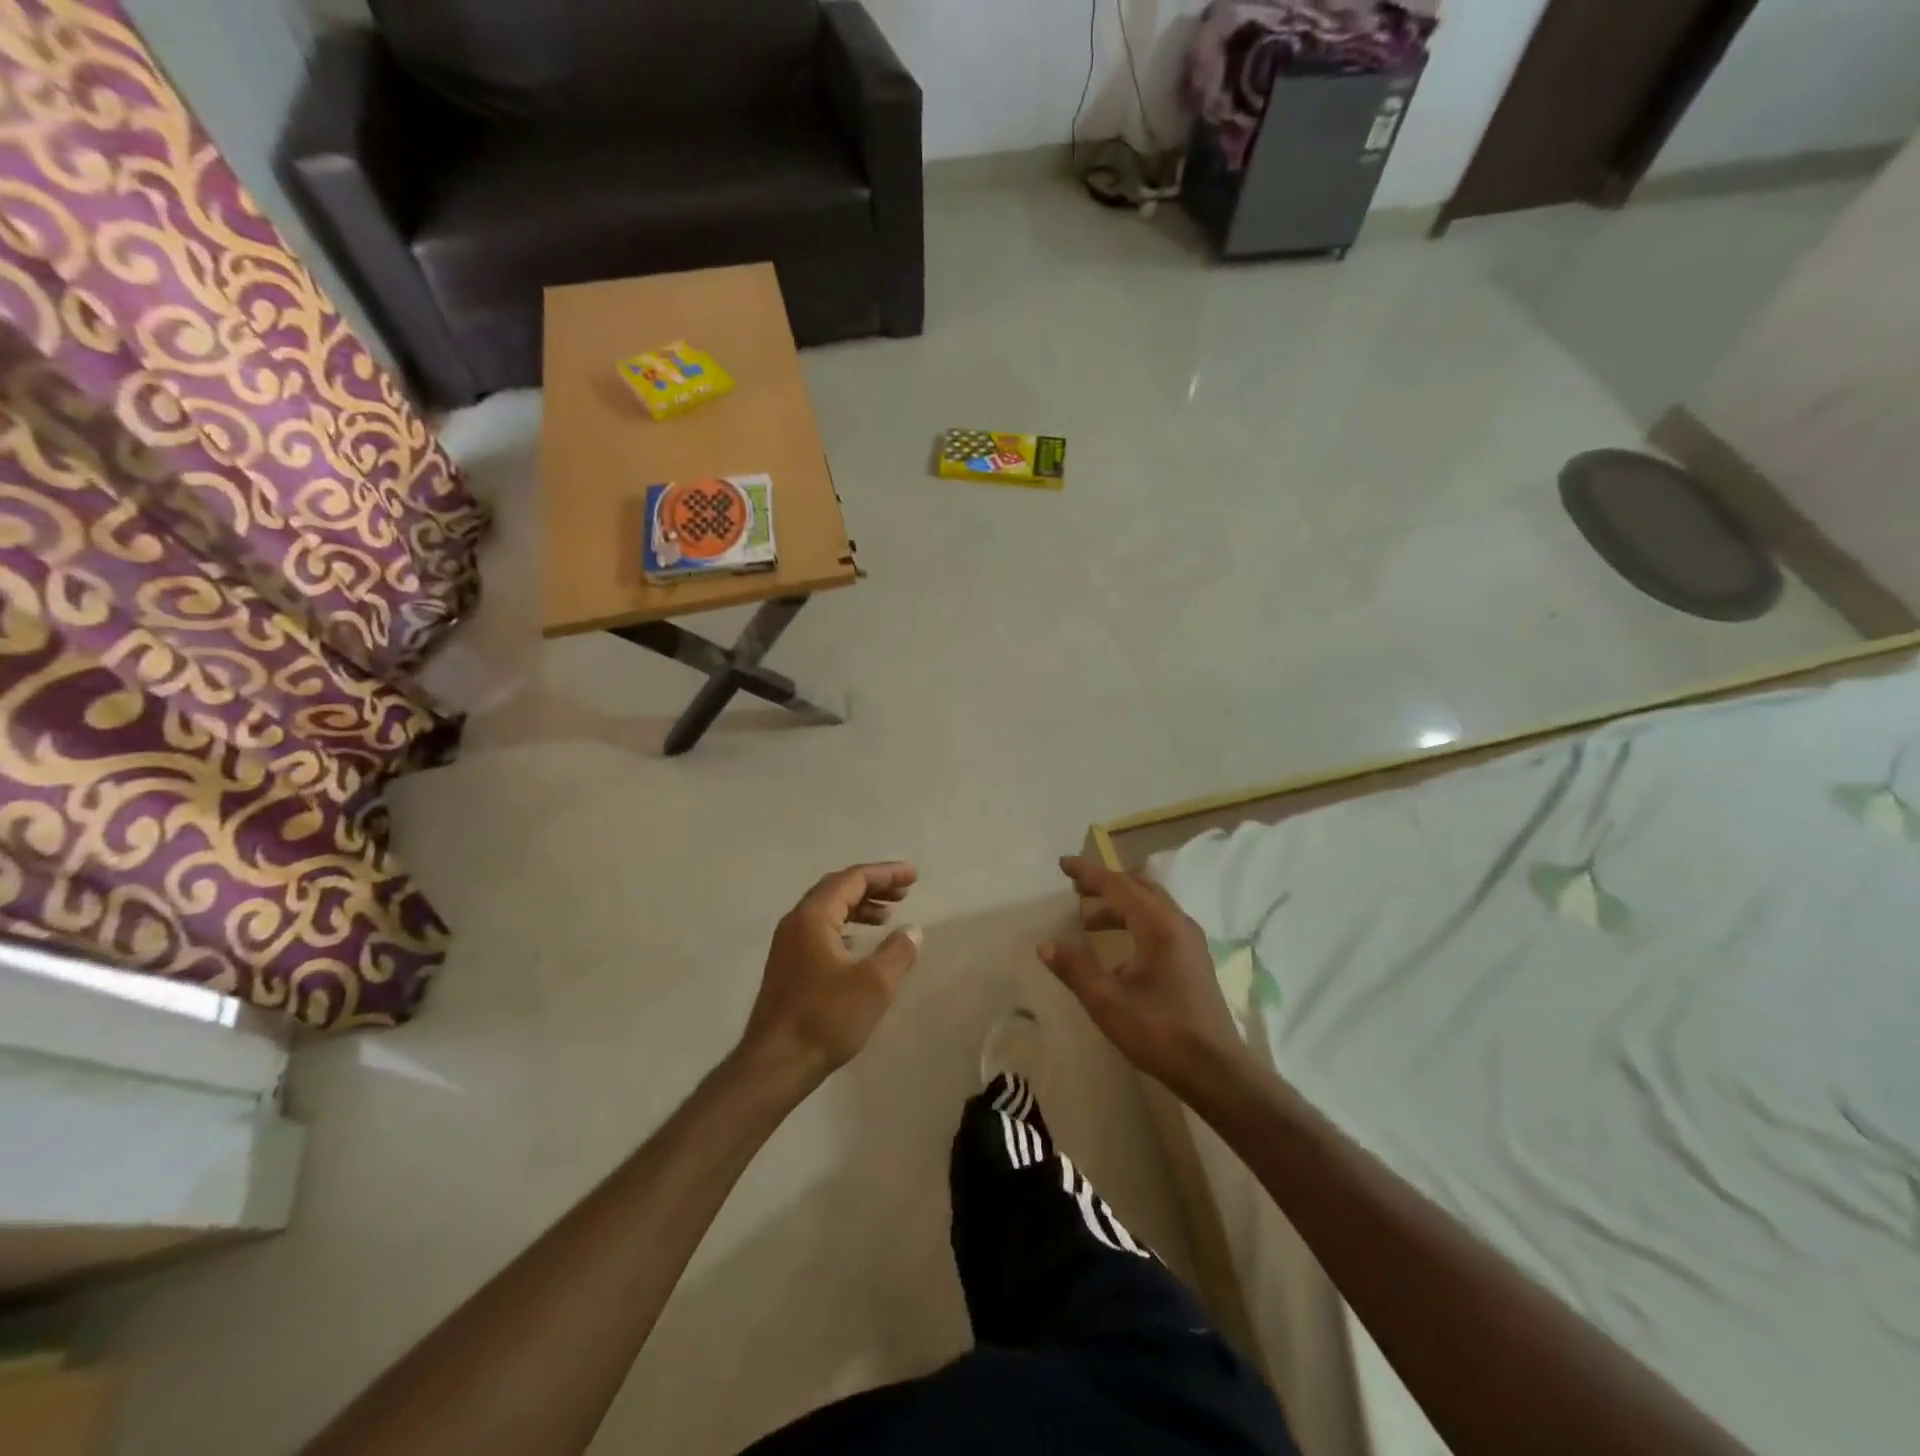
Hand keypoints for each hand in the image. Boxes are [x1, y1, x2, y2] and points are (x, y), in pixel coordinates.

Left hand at [740, 863, 921, 1088]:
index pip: (853, 879)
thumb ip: (898, 951)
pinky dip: (845, 927)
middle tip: (904, 892)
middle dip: (873, 886)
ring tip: (887, 917)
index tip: (914, 876)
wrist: (776, 1064)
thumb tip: (913, 929)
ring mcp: (788, 945)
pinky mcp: (788, 966)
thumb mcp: (874, 984)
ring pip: (827, 911)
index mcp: (813, 916)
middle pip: (837, 889)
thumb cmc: (826, 1018)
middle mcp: (796, 922)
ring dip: (859, 908)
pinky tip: (859, 945)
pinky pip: (820, 931)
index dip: (886, 874)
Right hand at [1038, 856, 1248, 1097]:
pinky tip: (1118, 954)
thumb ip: (1076, 969)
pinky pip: (1160, 925)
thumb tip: (1046, 944)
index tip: (1063, 865)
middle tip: (1075, 889)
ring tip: (1089, 922)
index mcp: (1159, 925)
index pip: (1118, 885)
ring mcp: (1190, 942)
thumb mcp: (1108, 1002)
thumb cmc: (1160, 1031)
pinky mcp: (1194, 961)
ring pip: (1151, 907)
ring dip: (1119, 906)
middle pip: (1138, 888)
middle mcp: (1178, 924)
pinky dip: (1134, 923)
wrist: (1216, 1071)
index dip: (1088, 873)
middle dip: (1105, 885)